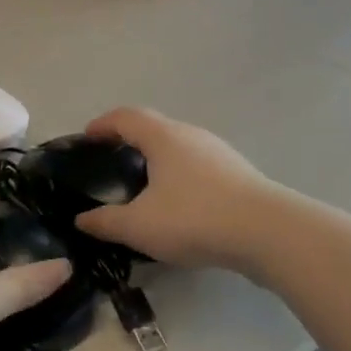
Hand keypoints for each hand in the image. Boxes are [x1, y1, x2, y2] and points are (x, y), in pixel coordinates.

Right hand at [75, 108, 275, 269]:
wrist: (269, 233)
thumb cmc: (195, 218)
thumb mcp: (139, 226)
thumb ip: (105, 222)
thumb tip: (81, 219)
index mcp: (163, 137)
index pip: (125, 117)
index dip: (102, 125)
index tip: (86, 139)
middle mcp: (191, 136)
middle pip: (153, 128)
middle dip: (129, 142)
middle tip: (111, 165)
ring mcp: (219, 154)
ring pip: (178, 149)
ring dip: (157, 161)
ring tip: (143, 187)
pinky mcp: (238, 175)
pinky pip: (198, 168)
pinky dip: (179, 178)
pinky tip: (178, 206)